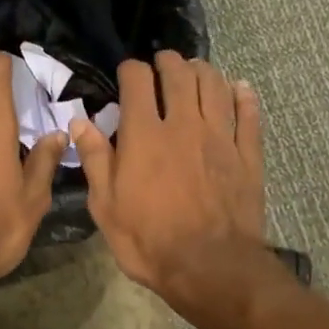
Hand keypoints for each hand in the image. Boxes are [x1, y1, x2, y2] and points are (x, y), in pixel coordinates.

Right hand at [70, 52, 268, 308]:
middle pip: (179, 74)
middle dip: (168, 62)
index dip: (131, 70)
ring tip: (196, 70)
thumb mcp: (107, 207)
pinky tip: (240, 89)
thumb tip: (80, 122)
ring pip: (215, 86)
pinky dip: (244, 96)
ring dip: (203, 71)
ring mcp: (220, 137)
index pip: (137, 80)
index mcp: (144, 135)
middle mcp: (184, 124)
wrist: (210, 267)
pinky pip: (248, 115)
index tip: (127, 74)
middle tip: (163, 64)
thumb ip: (96, 159)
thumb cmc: (148, 241)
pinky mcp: (247, 155)